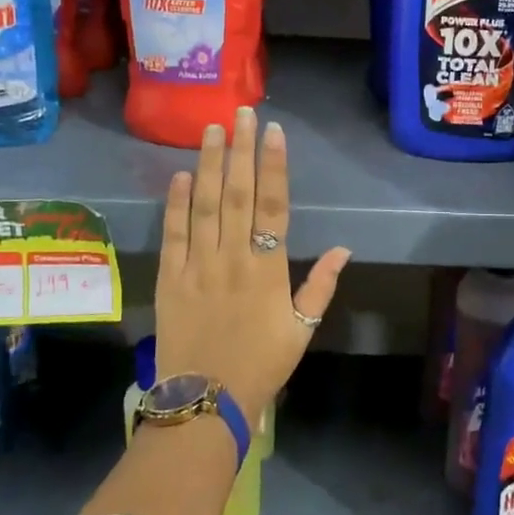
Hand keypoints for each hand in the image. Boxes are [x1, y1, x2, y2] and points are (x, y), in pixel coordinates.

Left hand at [153, 106, 350, 424]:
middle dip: (241, 150)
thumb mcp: (302, 331)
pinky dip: (176, 204)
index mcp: (268, 269)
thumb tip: (343, 248)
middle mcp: (233, 258)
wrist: (205, 401)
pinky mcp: (170, 278)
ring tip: (211, 130)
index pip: (274, 206)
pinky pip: (173, 234)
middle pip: (238, 195)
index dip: (274, 166)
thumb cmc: (261, 366)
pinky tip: (181, 175)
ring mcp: (198, 266)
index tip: (274, 133)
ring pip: (205, 206)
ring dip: (210, 165)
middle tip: (241, 113)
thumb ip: (321, 287)